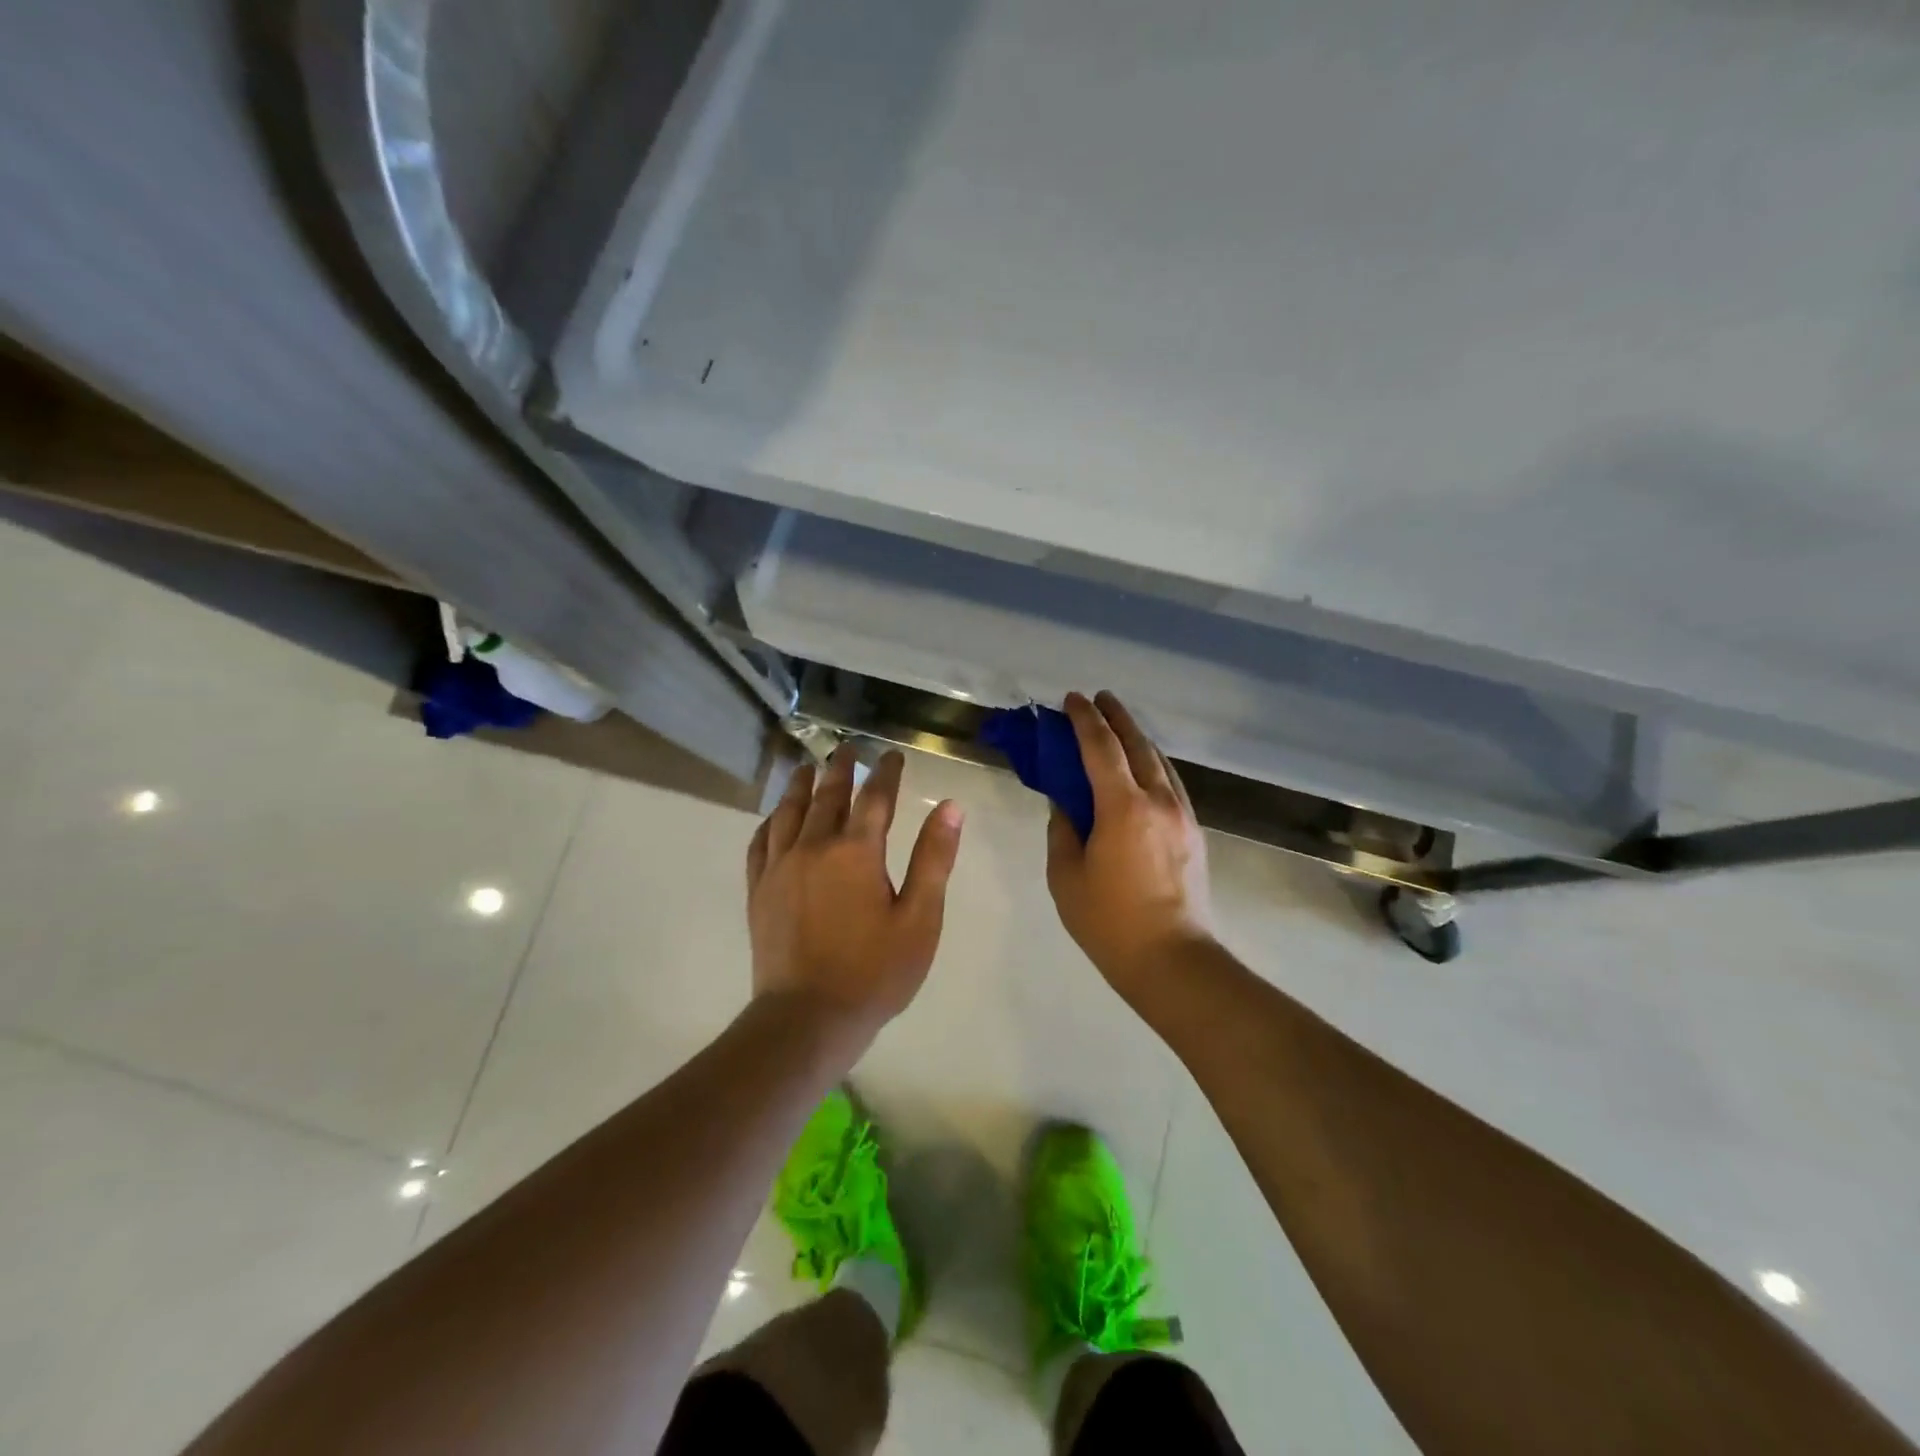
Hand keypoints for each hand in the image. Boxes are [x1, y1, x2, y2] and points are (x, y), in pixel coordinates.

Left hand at [746, 748, 964, 1050]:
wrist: (808, 1018)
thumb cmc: (874, 972)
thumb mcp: (920, 918)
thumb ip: (933, 859)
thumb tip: (950, 806)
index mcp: (857, 851)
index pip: (875, 797)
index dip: (885, 772)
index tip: (891, 755)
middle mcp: (814, 847)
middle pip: (828, 795)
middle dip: (840, 769)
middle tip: (846, 748)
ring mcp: (780, 867)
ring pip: (789, 812)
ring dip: (800, 785)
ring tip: (806, 768)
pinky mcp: (759, 890)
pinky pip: (761, 842)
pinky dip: (770, 821)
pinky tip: (774, 817)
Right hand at [1047, 692, 1216, 996]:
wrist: (1173, 961)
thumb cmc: (1109, 922)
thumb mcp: (1066, 876)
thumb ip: (1062, 829)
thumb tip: (1065, 802)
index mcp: (1123, 807)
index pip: (1101, 747)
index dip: (1084, 719)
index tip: (1071, 699)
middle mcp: (1158, 800)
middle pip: (1138, 744)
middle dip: (1116, 716)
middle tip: (1098, 699)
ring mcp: (1182, 814)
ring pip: (1160, 761)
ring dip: (1137, 737)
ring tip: (1118, 725)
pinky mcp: (1194, 832)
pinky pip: (1171, 783)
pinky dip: (1153, 764)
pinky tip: (1144, 768)